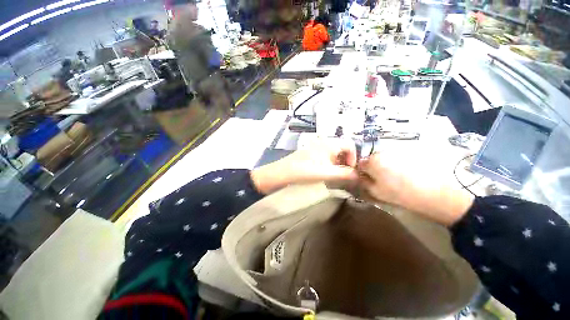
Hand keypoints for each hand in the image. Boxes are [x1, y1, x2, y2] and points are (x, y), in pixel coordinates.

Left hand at [251, 139, 357, 193]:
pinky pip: (325, 156)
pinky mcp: (310, 153)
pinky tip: (325, 173)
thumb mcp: (326, 173)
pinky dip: (329, 163)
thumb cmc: (304, 171)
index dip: (354, 157)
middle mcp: (323, 142)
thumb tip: (359, 176)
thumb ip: (344, 174)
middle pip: (342, 149)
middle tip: (344, 175)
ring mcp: (316, 147)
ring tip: (335, 175)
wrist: (282, 172)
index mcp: (329, 143)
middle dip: (346, 161)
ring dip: (338, 163)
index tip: (351, 170)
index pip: (349, 144)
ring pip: (333, 153)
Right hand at [358, 153, 473, 226]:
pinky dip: (396, 165)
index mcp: (372, 161)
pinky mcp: (410, 153)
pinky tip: (405, 175)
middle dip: (373, 169)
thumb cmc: (401, 194)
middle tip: (381, 181)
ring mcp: (397, 152)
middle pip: (371, 160)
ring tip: (395, 179)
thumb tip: (359, 177)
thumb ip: (363, 183)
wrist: (436, 193)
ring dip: (385, 167)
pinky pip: (396, 159)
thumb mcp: (376, 192)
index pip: (359, 164)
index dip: (361, 173)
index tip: (367, 181)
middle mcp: (383, 152)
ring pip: (384, 159)